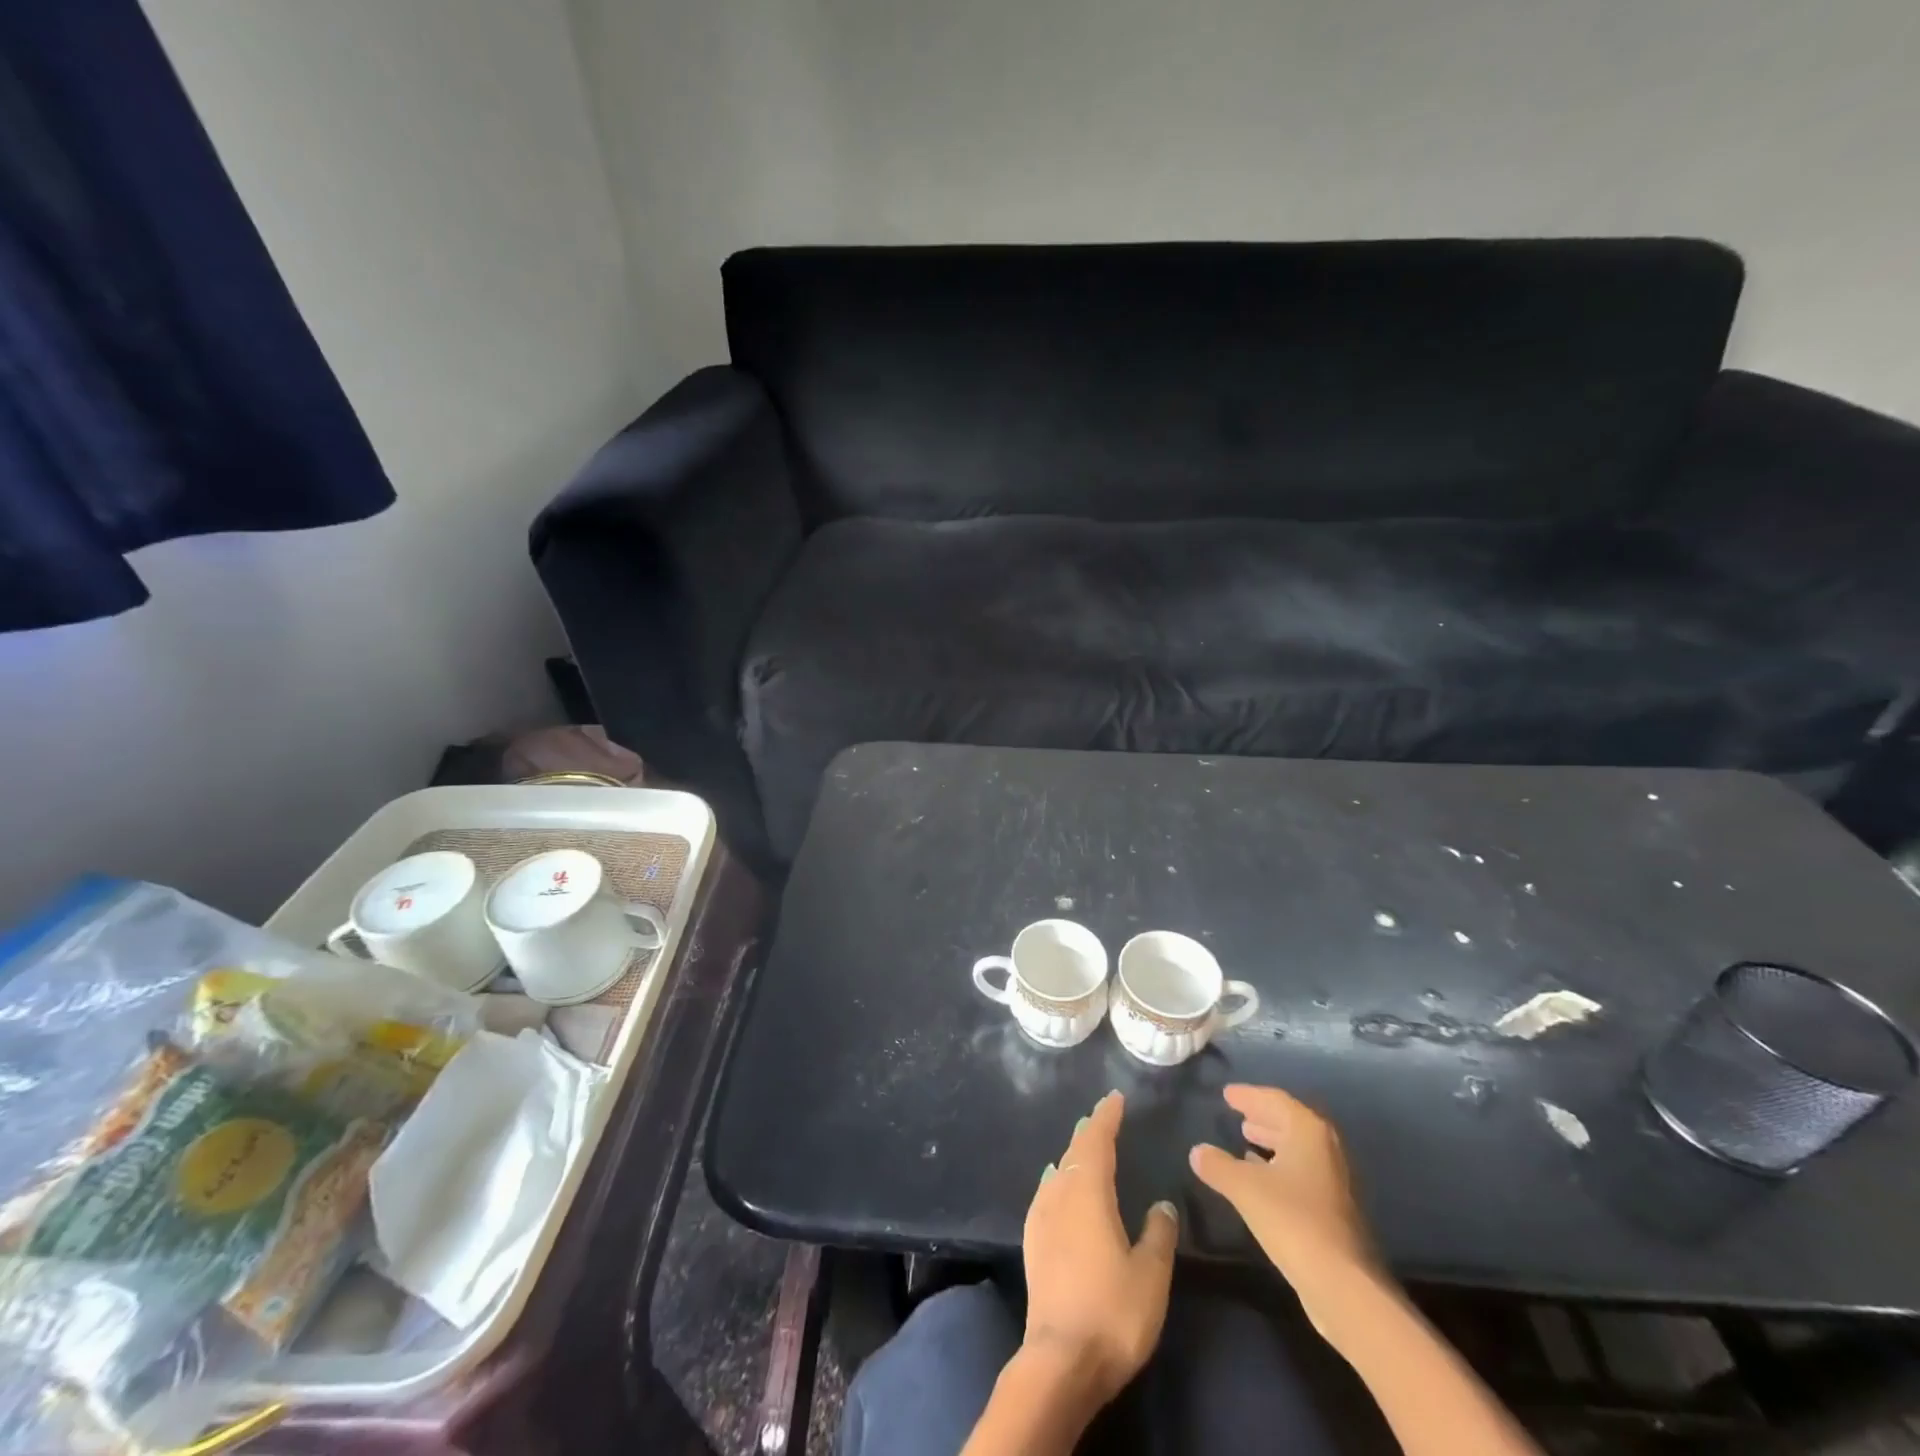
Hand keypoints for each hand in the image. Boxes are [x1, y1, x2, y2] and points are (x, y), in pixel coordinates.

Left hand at [1021, 1090, 1178, 1404]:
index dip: (1106, 1117)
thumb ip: (1158, 1234)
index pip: (1096, 1140)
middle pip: (1074, 1150)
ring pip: (1059, 1170)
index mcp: (1088, 1191)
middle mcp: (1059, 1193)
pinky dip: (1058, 1178)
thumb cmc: (1113, 1311)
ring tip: (1084, 1145)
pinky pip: (1047, 1192)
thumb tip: (1161, 1203)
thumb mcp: (1151, 1274)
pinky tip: (1058, 1184)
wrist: (1060, 1360)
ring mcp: (1041, 1216)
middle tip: (1103, 1116)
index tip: (1115, 1098)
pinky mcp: (1033, 1242)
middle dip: (1089, 1131)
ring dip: (1073, 1154)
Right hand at [1189, 1084, 1380, 1329]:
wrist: (1343, 1286)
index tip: (1227, 1094)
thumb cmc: (1292, 1220)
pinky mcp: (1333, 1210)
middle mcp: (1326, 1150)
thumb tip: (1197, 1151)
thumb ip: (1218, 1165)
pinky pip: (1300, 1172)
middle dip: (1263, 1116)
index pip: (1276, 1100)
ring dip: (1271, 1141)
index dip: (1249, 1095)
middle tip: (1237, 1113)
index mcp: (1308, 1132)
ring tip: (1245, 1138)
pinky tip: (1260, 1177)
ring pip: (1297, 1149)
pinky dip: (1279, 1166)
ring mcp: (1333, 1181)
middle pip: (1290, 1122)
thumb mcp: (1245, 1187)